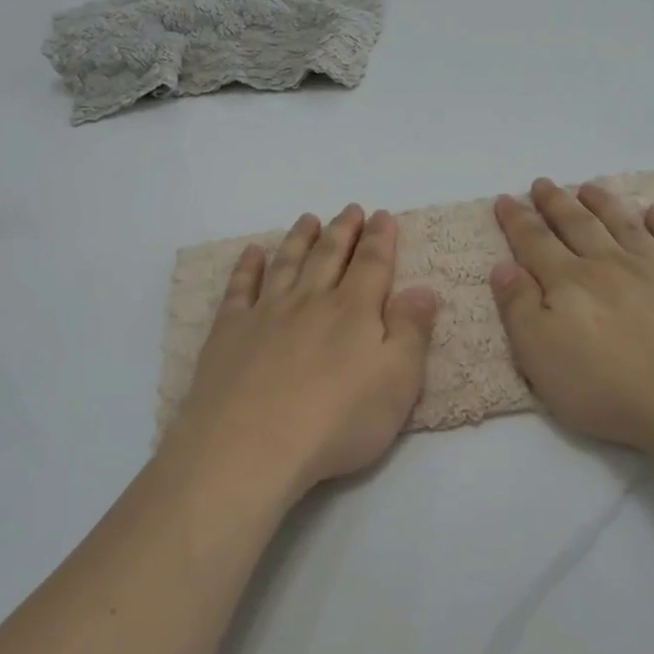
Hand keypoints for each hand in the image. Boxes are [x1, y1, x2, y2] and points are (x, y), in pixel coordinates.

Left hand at [165, 205, 437, 498]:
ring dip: (299, 238)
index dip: (380, 238)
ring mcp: (266, 313)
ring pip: (287, 263)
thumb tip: (423, 289)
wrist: (251, 445)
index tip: (383, 215)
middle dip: (343, 230)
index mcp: (354, 311)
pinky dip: (247, 267)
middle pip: (329, 255)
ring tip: (307, 219)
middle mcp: (310, 301)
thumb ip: (412, 332)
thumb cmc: (337, 420)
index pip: (372, 264)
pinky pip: (240, 288)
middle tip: (350, 208)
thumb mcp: (397, 382)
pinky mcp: (230, 332)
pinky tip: (252, 252)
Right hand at [490, 178, 653, 451]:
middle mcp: (607, 265)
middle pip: (577, 225)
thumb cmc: (606, 386)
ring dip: (603, 204)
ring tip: (589, 187)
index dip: (517, 220)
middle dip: (556, 203)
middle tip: (543, 183)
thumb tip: (503, 265)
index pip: (534, 243)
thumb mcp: (539, 354)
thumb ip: (518, 307)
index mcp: (567, 283)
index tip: (505, 198)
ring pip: (623, 226)